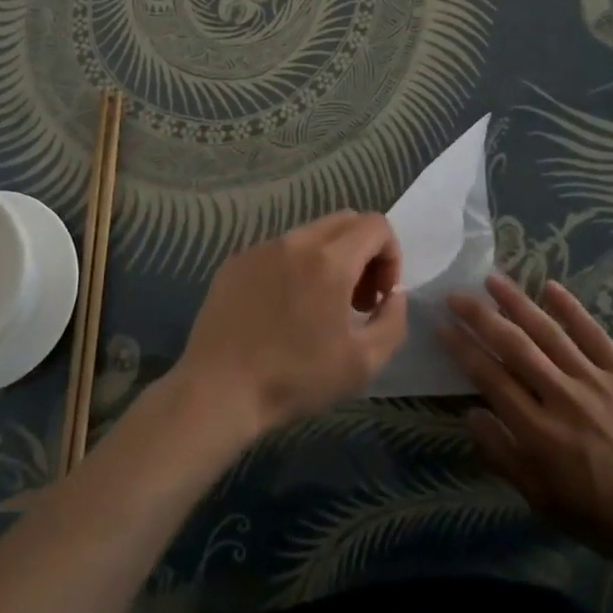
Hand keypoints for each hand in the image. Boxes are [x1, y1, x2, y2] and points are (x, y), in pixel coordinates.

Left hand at [174, 212, 407, 439]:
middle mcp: (296, 241)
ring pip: (310, 234)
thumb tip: (393, 294)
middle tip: (356, 299)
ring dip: (329, 259)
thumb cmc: (296, 379)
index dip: (391, 256)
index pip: (376, 225)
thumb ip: (393, 320)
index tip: (380, 296)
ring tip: (318, 307)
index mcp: (331, 260)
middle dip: (363, 252)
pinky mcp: (236, 261)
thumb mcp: (364, 362)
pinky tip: (281, 311)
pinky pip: (278, 250)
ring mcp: (261, 248)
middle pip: (346, 221)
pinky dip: (294, 268)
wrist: (218, 391)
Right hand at [441, 276, 612, 587]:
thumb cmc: (601, 516)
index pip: (490, 377)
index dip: (463, 348)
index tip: (442, 326)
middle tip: (456, 294)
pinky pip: (593, 333)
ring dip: (517, 302)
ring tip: (492, 279)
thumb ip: (504, 457)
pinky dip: (571, 308)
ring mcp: (594, 380)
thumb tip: (471, 414)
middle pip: (514, 345)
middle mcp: (561, 396)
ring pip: (548, 331)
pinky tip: (550, 286)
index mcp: (538, 431)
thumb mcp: (543, 502)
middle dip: (481, 316)